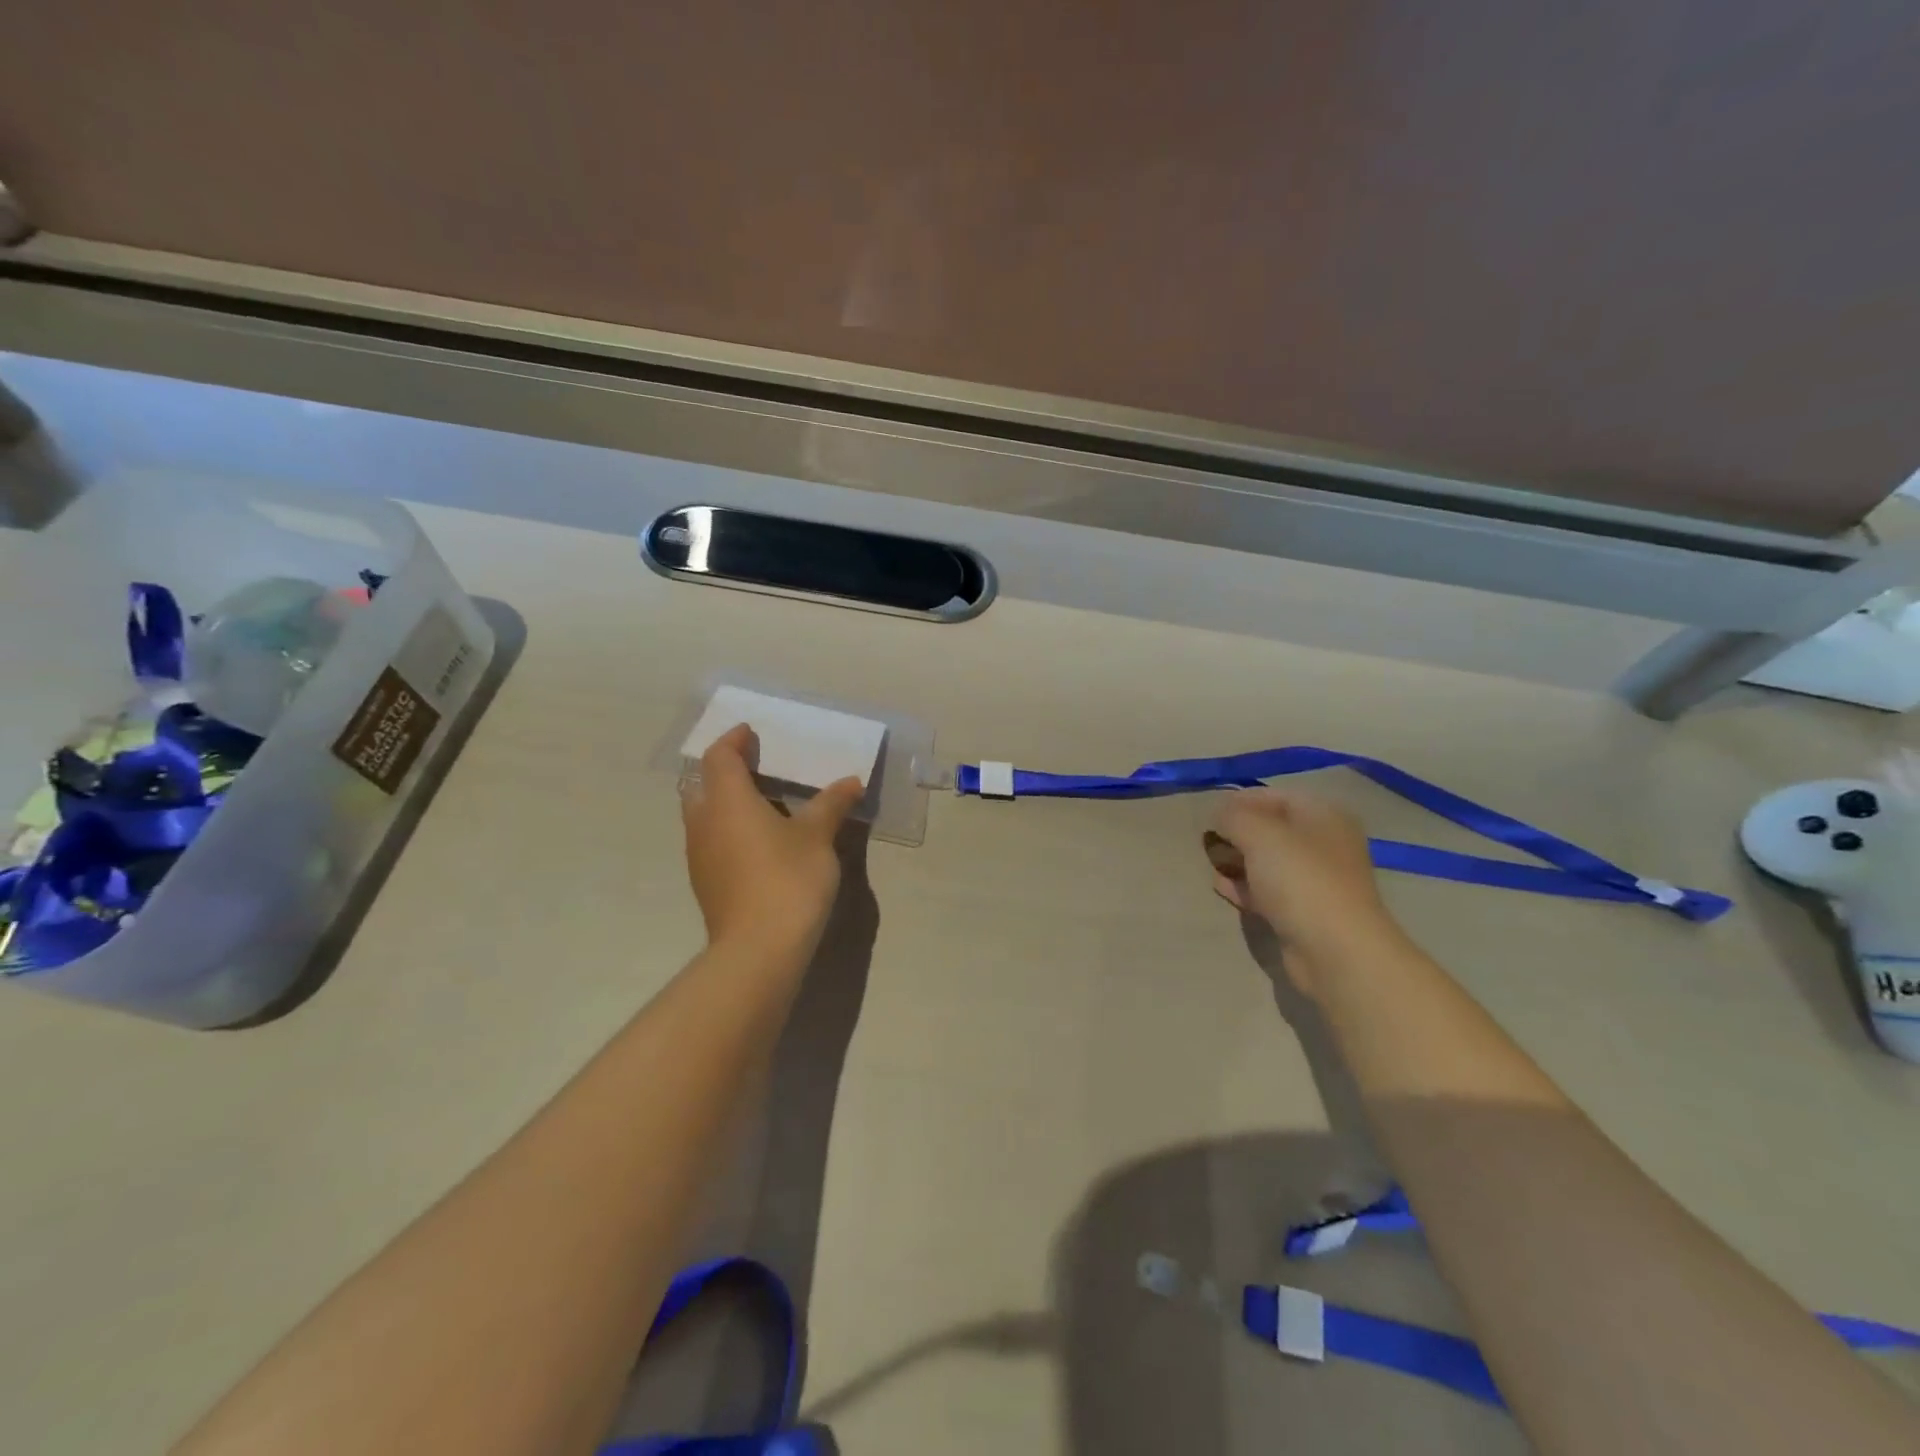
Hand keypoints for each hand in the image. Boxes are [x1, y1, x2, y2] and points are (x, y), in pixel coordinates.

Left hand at [681, 724, 864, 961]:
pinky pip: (710, 840)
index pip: (719, 756)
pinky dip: (727, 828)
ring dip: (723, 801)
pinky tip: (756, 841)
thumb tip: (851, 782)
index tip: (750, 733)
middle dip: (722, 770)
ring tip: (760, 802)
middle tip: (754, 766)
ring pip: (702, 814)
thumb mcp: (818, 837)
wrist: (758, 949)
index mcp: (727, 800)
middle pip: (701, 783)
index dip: (733, 740)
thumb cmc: (788, 878)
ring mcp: (699, 855)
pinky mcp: (705, 882)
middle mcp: (704, 822)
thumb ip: (831, 804)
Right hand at [1204, 788, 1397, 981]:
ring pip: (1267, 861)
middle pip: (1270, 829)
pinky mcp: (1304, 912)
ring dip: (1237, 861)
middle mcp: (1323, 843)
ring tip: (1211, 865)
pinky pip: (1267, 890)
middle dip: (1236, 833)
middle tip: (1208, 842)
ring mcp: (1315, 880)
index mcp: (1323, 815)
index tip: (1210, 815)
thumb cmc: (1300, 879)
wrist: (1336, 950)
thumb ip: (1233, 816)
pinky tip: (1222, 888)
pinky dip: (1244, 887)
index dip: (1239, 801)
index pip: (1274, 796)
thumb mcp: (1258, 834)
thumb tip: (1219, 815)